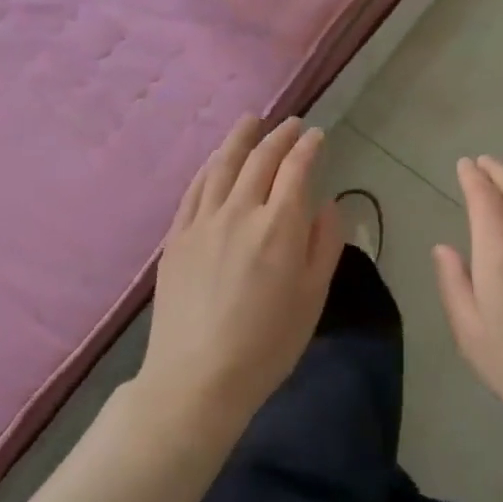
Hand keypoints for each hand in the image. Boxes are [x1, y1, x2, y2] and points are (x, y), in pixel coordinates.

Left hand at [140, 115, 341, 421]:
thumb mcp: (313, 296)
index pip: (297, 169)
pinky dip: (209, 167)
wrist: (196, 380)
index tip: (317, 135)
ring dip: (240, 139)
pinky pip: (194, 189)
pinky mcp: (177, 237)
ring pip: (223, 165)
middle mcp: (241, 212)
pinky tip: (215, 160)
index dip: (309, 147)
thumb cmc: (268, 344)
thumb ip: (325, 243)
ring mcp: (203, 222)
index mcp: (280, 226)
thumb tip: (325, 203)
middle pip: (261, 159)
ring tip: (251, 121)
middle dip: (279, 136)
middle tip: (291, 124)